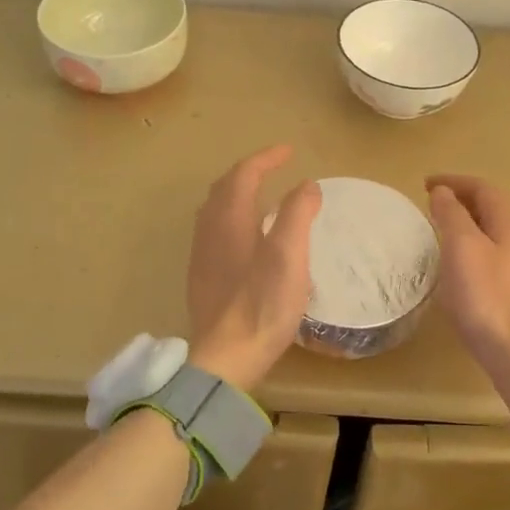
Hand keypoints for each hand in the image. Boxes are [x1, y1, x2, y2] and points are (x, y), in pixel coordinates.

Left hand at [187, 146, 320, 390]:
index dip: (266, 158)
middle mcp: (210, 231)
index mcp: (230, 220)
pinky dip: (231, 217)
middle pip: (224, 188)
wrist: (225, 358)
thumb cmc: (262, 304)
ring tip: (261, 196)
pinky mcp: (202, 278)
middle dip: (248, 172)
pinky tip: (247, 238)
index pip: (244, 174)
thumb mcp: (289, 255)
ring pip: (215, 210)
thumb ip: (297, 214)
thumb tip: (306, 185)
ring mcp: (202, 255)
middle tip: (273, 168)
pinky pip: (214, 231)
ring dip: (237, 194)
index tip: (288, 151)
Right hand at [426, 174, 509, 417]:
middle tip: (433, 208)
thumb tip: (443, 191)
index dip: (455, 181)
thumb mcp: (462, 248)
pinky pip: (497, 262)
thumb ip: (452, 215)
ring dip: (469, 229)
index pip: (485, 188)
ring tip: (443, 238)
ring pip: (496, 238)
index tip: (426, 184)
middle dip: (463, 203)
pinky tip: (462, 275)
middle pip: (494, 211)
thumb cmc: (487, 297)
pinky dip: (475, 254)